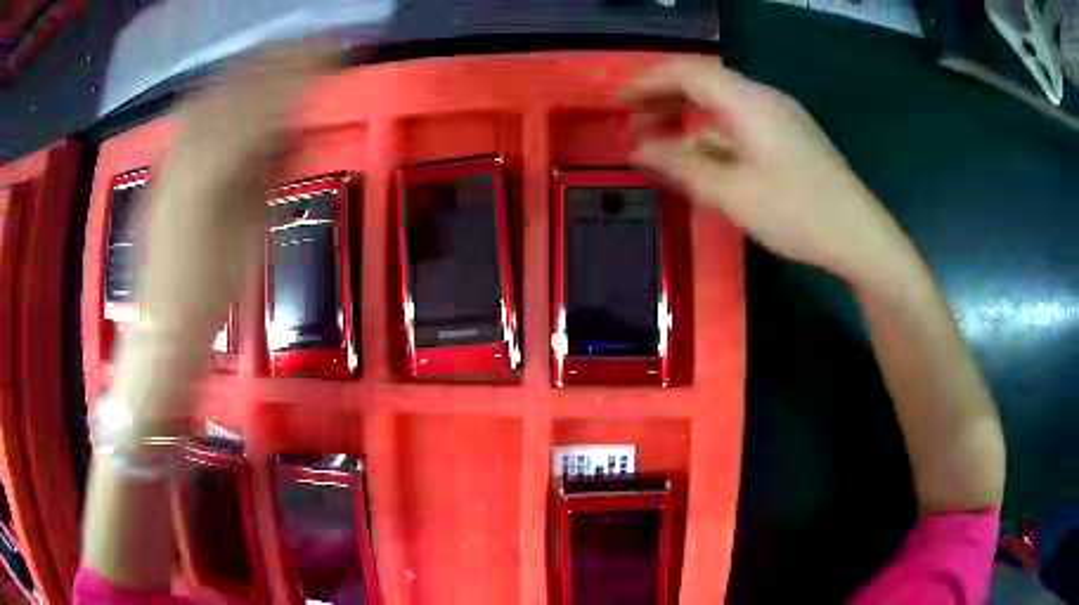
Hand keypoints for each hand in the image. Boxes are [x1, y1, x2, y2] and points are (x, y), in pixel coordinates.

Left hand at [110, 42, 335, 428]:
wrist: (159, 328)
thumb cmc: (208, 298)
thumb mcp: (247, 239)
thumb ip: (265, 177)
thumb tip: (292, 131)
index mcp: (209, 176)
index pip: (262, 107)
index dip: (300, 76)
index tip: (336, 54)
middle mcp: (183, 155)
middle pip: (234, 89)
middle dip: (278, 59)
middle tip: (317, 42)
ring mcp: (168, 159)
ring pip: (211, 95)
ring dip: (249, 68)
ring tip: (283, 52)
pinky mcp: (162, 169)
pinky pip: (192, 117)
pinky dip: (221, 93)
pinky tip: (238, 86)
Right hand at [623, 58, 908, 284]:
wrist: (859, 236)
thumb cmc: (797, 213)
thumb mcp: (733, 193)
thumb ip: (681, 166)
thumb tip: (638, 149)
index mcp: (748, 101)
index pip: (686, 72)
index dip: (646, 82)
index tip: (617, 102)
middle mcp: (763, 98)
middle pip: (704, 81)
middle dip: (663, 96)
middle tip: (633, 121)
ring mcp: (780, 117)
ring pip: (722, 102)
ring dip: (687, 114)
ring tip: (660, 138)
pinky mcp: (790, 137)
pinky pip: (740, 122)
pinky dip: (712, 132)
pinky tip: (702, 155)